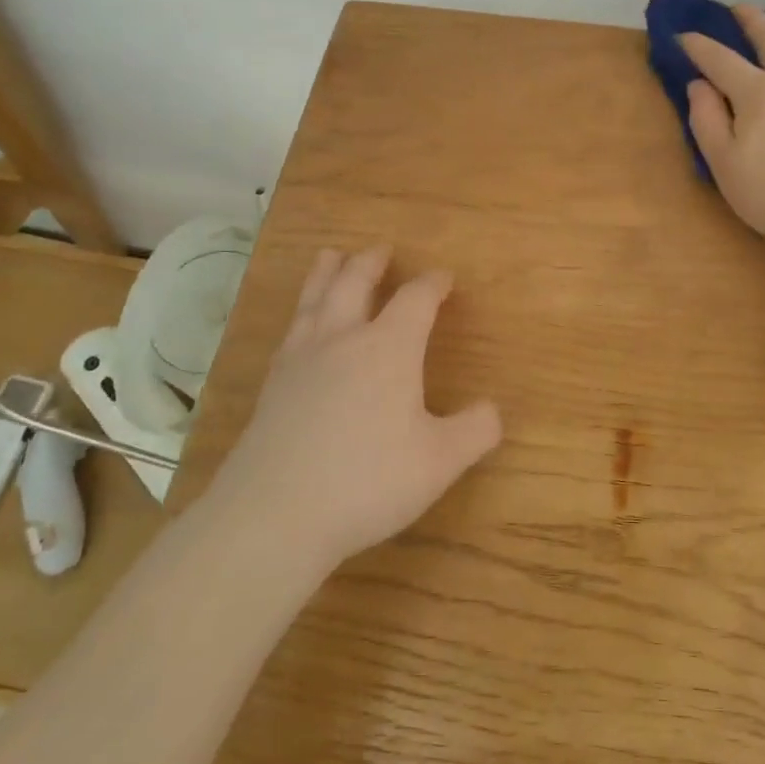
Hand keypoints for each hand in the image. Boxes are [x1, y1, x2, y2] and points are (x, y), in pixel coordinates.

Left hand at [216, 246, 501, 573]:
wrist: (274, 514)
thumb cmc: (368, 481)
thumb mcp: (440, 461)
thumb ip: (475, 431)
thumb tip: (492, 411)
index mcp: (388, 349)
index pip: (415, 300)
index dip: (432, 284)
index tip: (444, 278)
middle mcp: (343, 340)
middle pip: (355, 283)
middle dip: (371, 263)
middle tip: (380, 249)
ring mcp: (301, 360)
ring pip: (315, 299)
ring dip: (327, 273)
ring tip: (331, 256)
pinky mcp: (272, 385)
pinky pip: (291, 331)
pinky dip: (302, 311)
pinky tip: (302, 324)